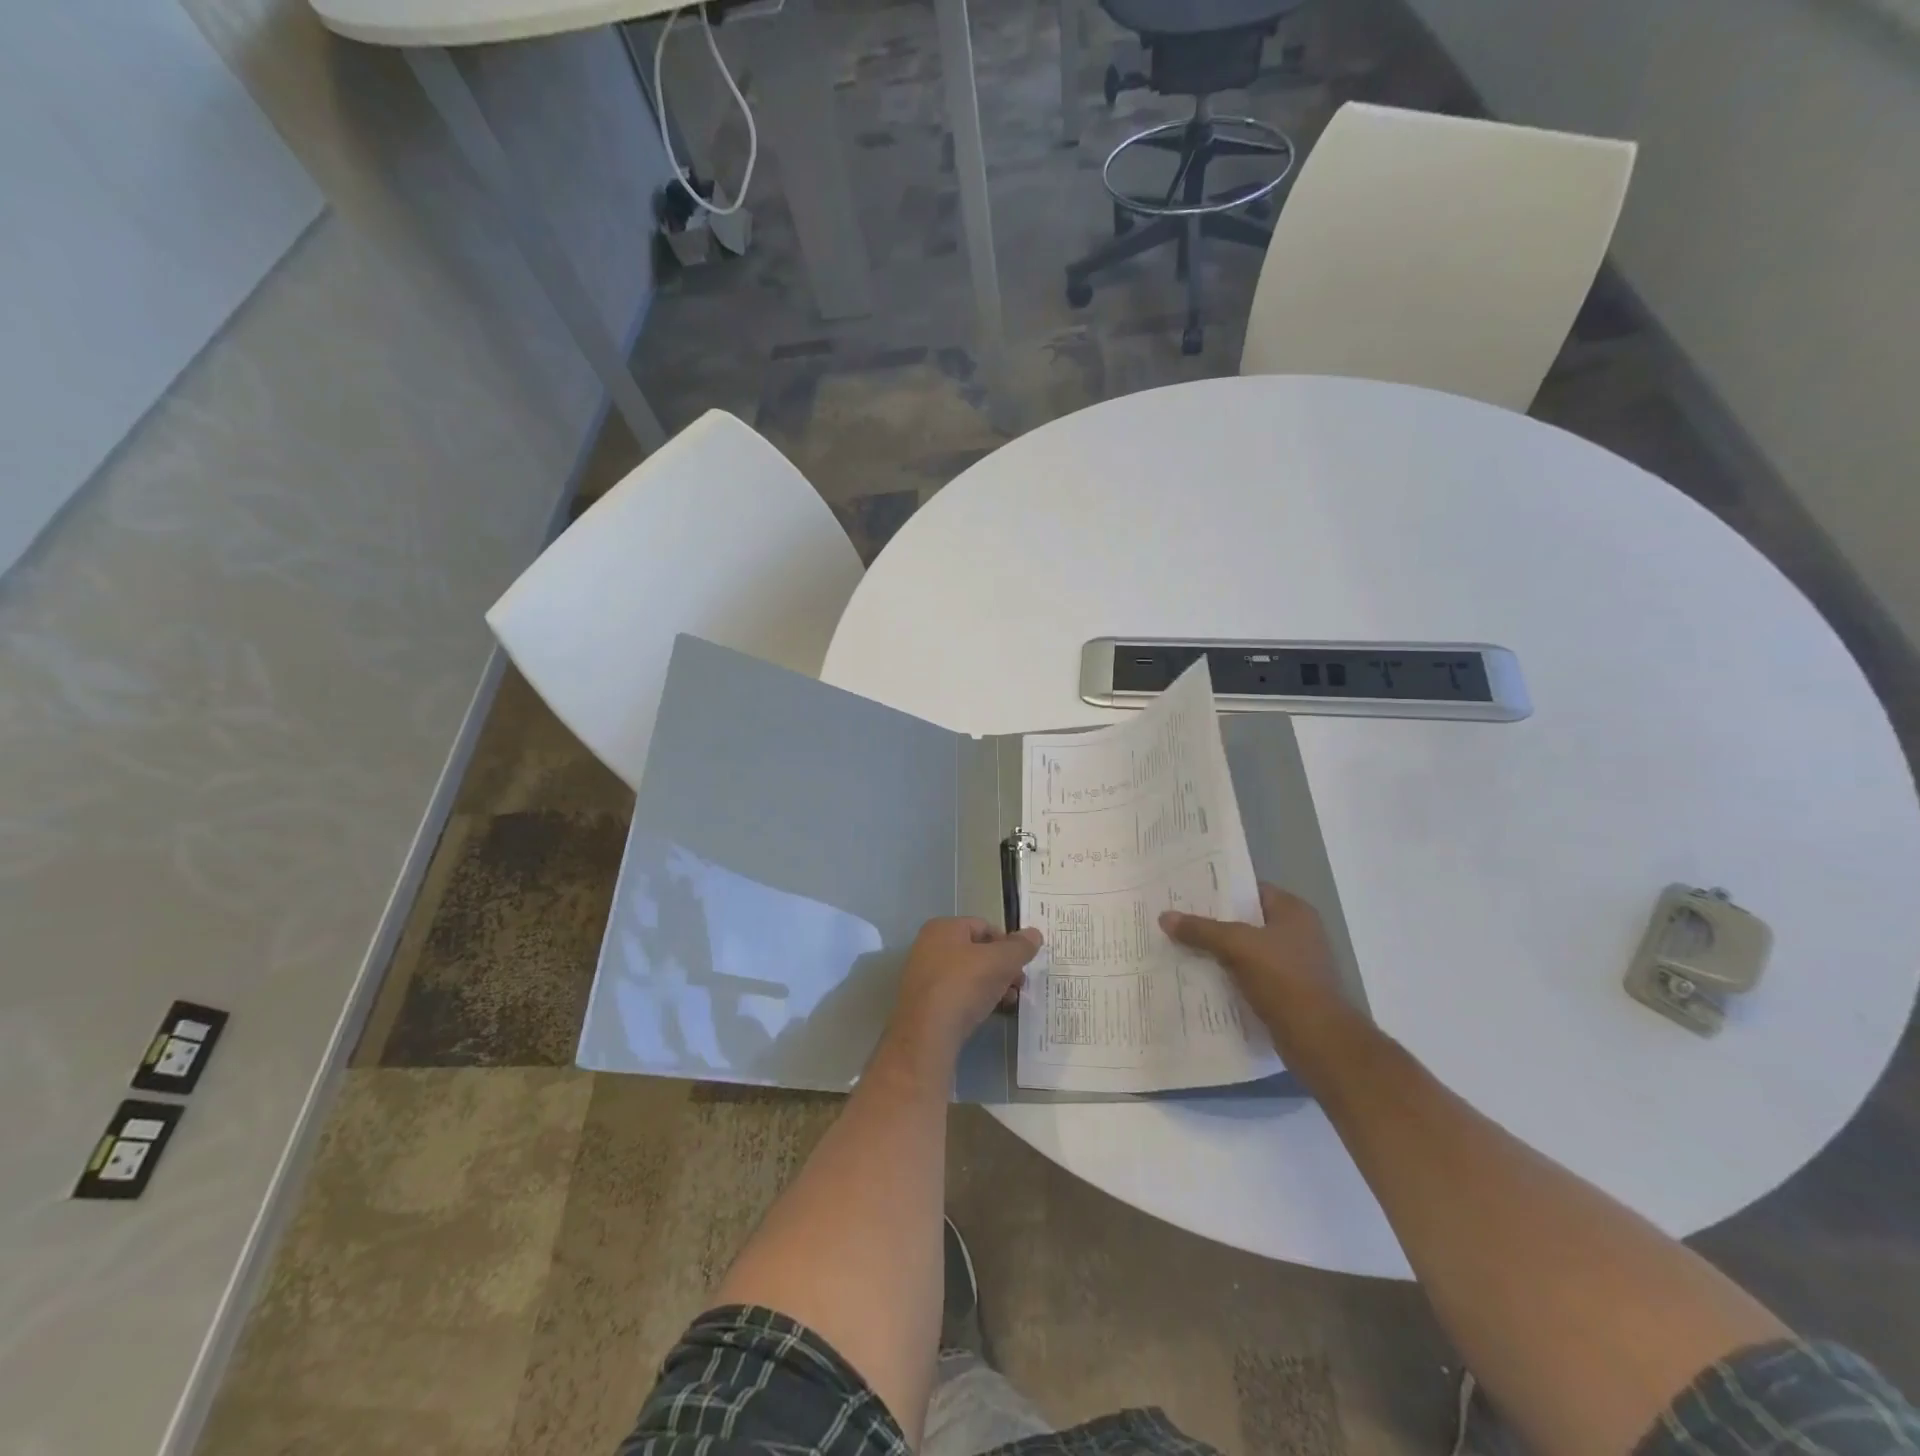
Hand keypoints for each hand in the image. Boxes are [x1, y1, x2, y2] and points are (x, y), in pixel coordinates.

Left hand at [885, 918, 1042, 1065]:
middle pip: (976, 951)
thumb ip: (1020, 947)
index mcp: (943, 928)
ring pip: (967, 974)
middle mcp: (928, 946)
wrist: (927, 1032)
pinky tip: (988, 1012)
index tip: (1023, 963)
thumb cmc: (963, 984)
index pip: (984, 926)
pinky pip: (955, 994)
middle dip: (1002, 967)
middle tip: (1020, 984)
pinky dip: (974, 1000)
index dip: (1007, 943)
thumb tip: (1034, 934)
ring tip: (1009, 1001)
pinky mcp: (923, 1003)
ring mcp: (923, 975)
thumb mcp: (1000, 961)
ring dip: (992, 985)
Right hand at [1160, 884, 1356, 1073]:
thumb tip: (1165, 917)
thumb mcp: (1237, 946)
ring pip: (1246, 951)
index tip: (1187, 893)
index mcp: (1294, 911)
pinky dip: (1228, 976)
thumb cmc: (1283, 979)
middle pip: (1246, 921)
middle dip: (1213, 923)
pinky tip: (1200, 978)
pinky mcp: (1287, 993)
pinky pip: (1249, 976)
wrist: (1318, 1040)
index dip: (1220, 890)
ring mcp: (1294, 965)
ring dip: (1218, 952)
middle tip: (1177, 920)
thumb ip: (1201, 930)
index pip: (1250, 889)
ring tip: (1180, 947)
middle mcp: (1298, 933)